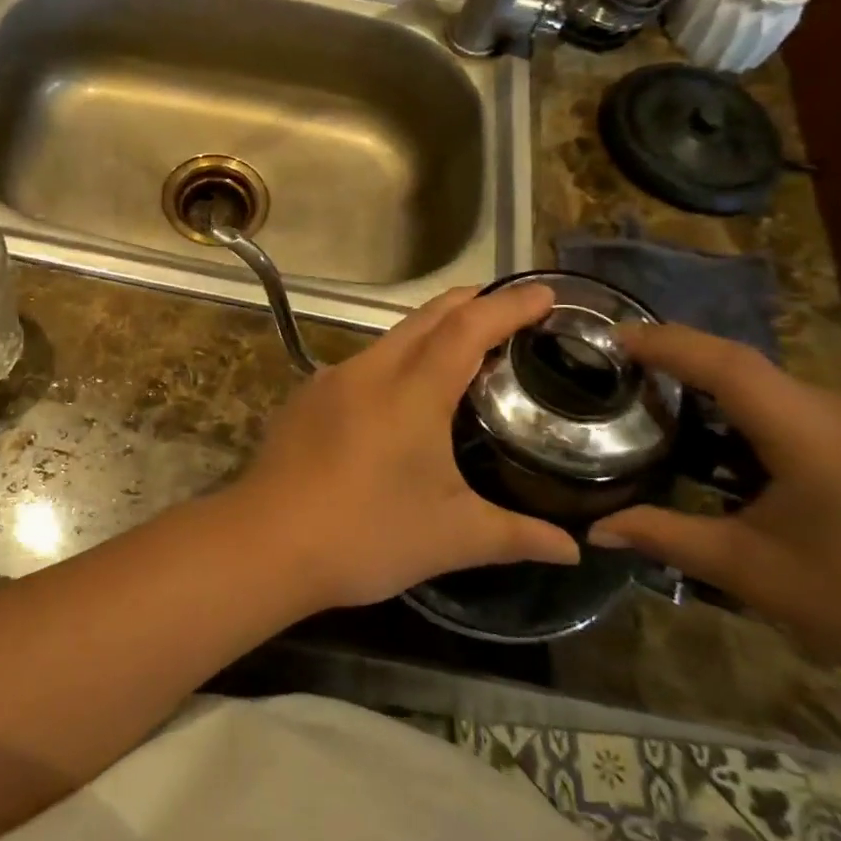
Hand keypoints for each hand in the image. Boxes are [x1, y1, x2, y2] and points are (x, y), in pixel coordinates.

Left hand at [228, 283, 579, 610]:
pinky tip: (402, 396)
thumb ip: (517, 535)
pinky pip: (362, 364)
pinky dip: (396, 362)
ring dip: (430, 332)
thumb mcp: (452, 537)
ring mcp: (331, 380)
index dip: (509, 305)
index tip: (545, 293)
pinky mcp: (306, 398)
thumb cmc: (366, 535)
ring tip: (464, 351)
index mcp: (412, 390)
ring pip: (390, 338)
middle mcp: (370, 370)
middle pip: (427, 317)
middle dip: (471, 303)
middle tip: (511, 309)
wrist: (266, 542)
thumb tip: (574, 547)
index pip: (468, 328)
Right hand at [587, 324, 840, 682]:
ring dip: (742, 405)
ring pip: (791, 394)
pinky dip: (782, 422)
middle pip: (757, 376)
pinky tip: (774, 466)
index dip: (669, 343)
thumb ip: (665, 536)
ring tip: (705, 438)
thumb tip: (593, 530)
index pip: (729, 366)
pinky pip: (826, 412)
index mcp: (817, 439)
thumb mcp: (748, 571)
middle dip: (697, 377)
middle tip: (647, 392)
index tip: (618, 336)